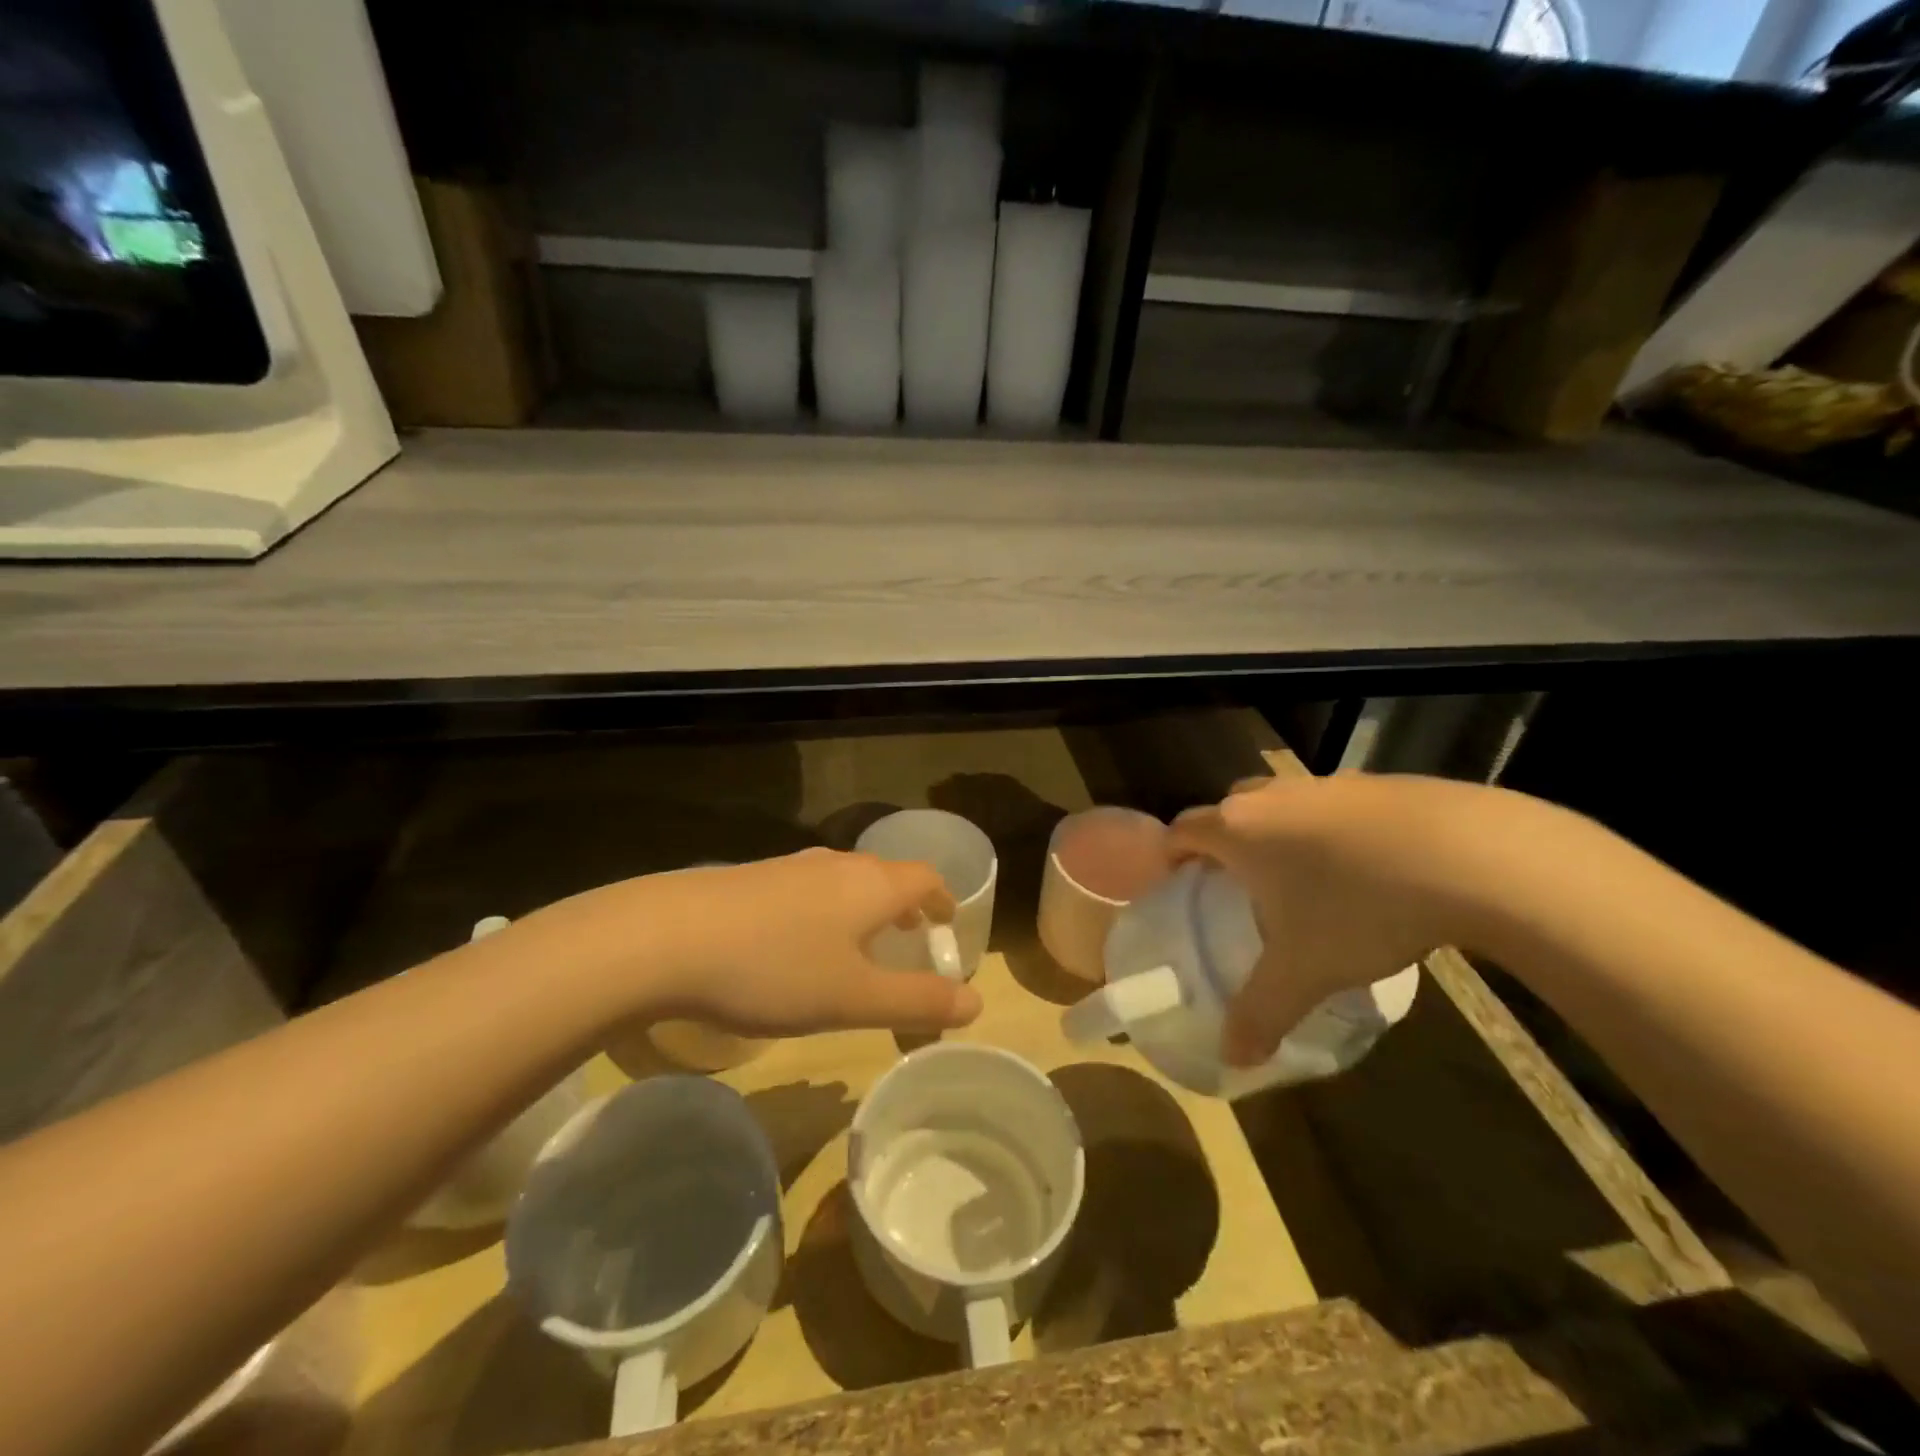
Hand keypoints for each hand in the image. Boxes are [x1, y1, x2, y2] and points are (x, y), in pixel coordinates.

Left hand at [538, 848, 980, 1037]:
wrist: (667, 937)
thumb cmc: (776, 969)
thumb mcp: (855, 998)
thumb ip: (918, 1002)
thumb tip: (976, 1004)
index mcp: (872, 885)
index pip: (925, 878)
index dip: (944, 901)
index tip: (947, 928)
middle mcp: (837, 865)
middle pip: (886, 877)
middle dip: (905, 908)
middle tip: (909, 942)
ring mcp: (791, 867)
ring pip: (845, 882)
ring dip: (863, 910)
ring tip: (858, 948)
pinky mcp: (753, 879)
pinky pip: (809, 890)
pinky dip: (825, 913)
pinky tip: (798, 948)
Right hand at [1170, 774, 1491, 1065]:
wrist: (1469, 854)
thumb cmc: (1358, 906)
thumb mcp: (1305, 970)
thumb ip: (1260, 1013)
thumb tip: (1232, 1059)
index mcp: (1238, 828)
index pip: (1181, 830)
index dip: (1171, 856)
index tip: (1177, 886)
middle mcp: (1272, 796)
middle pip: (1229, 811)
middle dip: (1224, 844)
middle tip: (1237, 888)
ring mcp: (1327, 784)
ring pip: (1282, 806)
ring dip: (1279, 836)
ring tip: (1303, 883)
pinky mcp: (1377, 783)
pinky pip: (1332, 806)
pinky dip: (1331, 832)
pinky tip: (1366, 871)